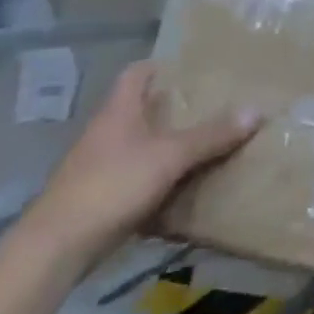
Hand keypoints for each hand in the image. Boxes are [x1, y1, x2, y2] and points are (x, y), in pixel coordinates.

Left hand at [23, 61, 261, 266]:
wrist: (57, 247)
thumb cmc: (112, 186)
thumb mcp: (170, 157)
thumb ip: (212, 135)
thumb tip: (256, 110)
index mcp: (118, 112)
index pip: (136, 74)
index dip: (161, 65)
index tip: (193, 66)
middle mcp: (106, 132)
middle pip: (142, 108)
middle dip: (176, 106)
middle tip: (216, 103)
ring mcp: (101, 165)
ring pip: (142, 142)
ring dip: (170, 141)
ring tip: (210, 140)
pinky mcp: (102, 195)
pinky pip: (139, 173)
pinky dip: (162, 173)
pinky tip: (187, 180)